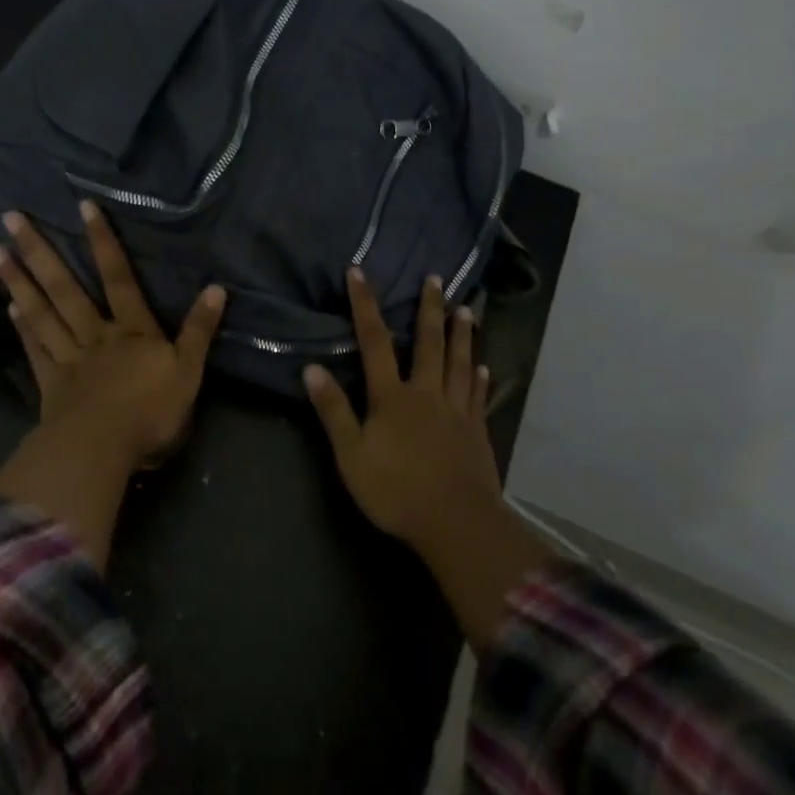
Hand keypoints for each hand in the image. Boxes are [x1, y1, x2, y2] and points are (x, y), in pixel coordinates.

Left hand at [0, 200, 224, 469]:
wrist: (103, 451)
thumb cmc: (150, 412)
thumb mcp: (189, 372)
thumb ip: (199, 330)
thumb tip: (217, 288)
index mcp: (132, 331)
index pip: (119, 278)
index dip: (103, 242)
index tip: (83, 206)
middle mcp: (96, 335)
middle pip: (66, 288)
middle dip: (41, 251)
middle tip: (11, 218)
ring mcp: (69, 358)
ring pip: (42, 312)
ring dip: (19, 281)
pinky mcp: (51, 385)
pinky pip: (35, 349)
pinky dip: (23, 326)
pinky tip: (9, 306)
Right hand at [305, 268, 553, 647]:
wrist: (455, 522)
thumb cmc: (396, 491)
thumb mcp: (351, 455)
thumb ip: (334, 411)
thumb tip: (312, 367)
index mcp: (392, 397)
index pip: (374, 341)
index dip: (365, 305)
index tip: (359, 272)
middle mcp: (426, 393)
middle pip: (428, 343)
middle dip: (429, 308)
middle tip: (436, 278)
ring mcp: (456, 410)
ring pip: (459, 362)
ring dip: (462, 334)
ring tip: (467, 309)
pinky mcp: (477, 431)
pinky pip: (478, 395)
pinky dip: (479, 377)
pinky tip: (483, 365)